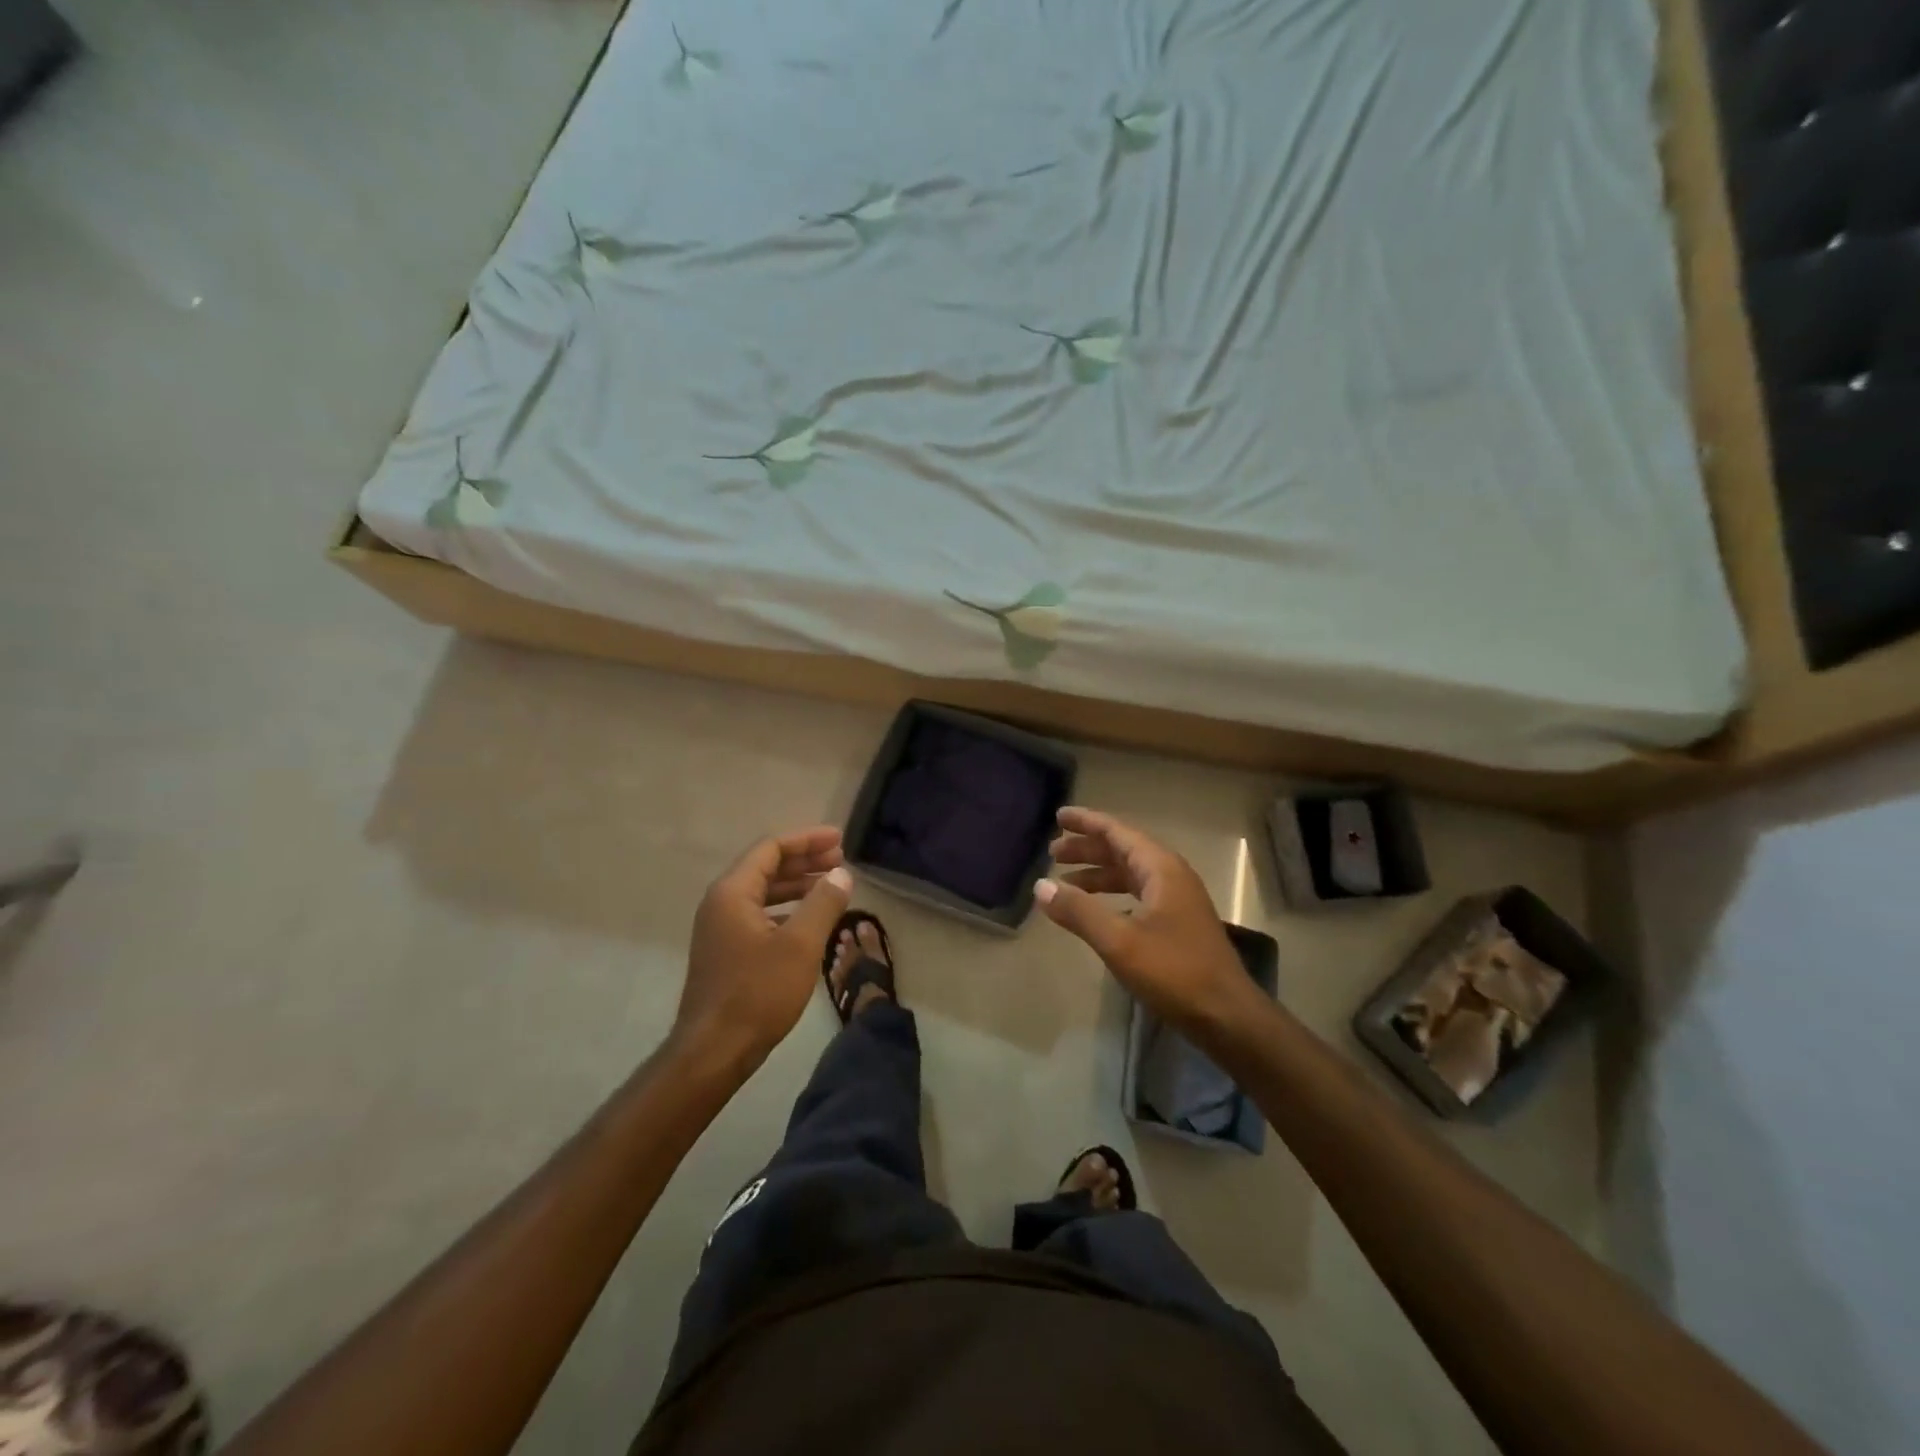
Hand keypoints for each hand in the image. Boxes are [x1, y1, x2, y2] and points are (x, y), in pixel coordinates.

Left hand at [676, 826, 852, 1068]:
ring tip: (832, 886)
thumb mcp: (801, 944)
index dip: (807, 840)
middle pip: (766, 867)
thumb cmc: (758, 992)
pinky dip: (787, 909)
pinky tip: (810, 920)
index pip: (771, 848)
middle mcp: (721, 903)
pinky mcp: (726, 951)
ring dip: (797, 885)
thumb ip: (823, 903)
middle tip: (841, 861)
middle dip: (805, 861)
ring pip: (763, 892)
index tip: (839, 841)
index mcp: (733, 892)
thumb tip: (842, 874)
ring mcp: (720, 928)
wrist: (714, 1051)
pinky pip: (759, 914)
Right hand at [1037, 807, 1256, 1032]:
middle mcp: (1170, 876)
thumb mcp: (1119, 941)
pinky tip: (1094, 910)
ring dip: (1097, 874)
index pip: (1117, 832)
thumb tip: (1040, 886)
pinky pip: (1136, 895)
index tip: (1058, 816)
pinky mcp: (1177, 924)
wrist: (1227, 1016)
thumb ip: (1079, 911)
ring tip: (1064, 882)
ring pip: (1129, 874)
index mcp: (1160, 868)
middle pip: (1122, 850)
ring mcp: (1177, 900)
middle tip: (1052, 852)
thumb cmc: (1175, 971)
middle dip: (1087, 849)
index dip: (1087, 822)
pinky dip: (1111, 895)